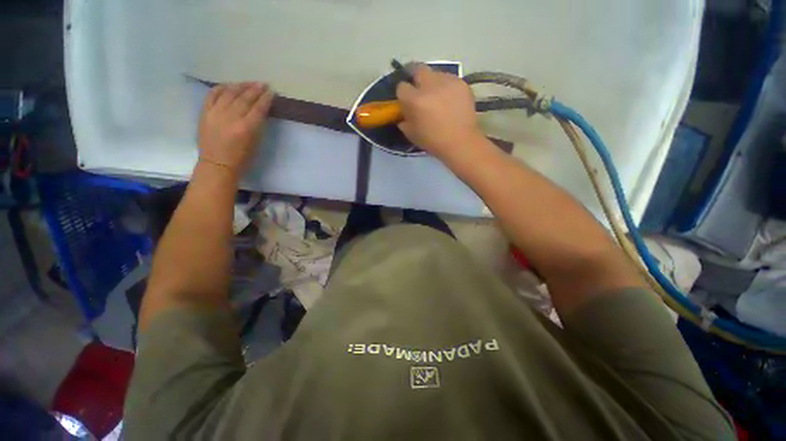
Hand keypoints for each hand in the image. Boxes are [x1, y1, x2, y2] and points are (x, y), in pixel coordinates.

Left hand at [198, 82, 273, 174]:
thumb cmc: (241, 159)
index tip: (271, 91)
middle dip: (255, 89)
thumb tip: (261, 112)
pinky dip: (221, 88)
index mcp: (246, 128)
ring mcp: (216, 113)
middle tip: (262, 84)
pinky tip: (228, 85)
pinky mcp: (205, 113)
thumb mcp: (255, 144)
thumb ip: (257, 126)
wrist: (217, 164)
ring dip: (240, 86)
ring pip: (229, 93)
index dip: (265, 99)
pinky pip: (212, 95)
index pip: (258, 108)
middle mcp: (231, 118)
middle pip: (244, 98)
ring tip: (248, 83)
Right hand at [396, 65, 484, 160]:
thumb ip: (404, 120)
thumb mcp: (411, 134)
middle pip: (418, 69)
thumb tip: (403, 113)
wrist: (461, 143)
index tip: (406, 101)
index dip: (403, 94)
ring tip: (437, 96)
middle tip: (420, 91)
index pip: (401, 86)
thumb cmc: (433, 142)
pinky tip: (450, 99)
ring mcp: (447, 82)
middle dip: (416, 78)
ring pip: (435, 73)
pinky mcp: (461, 83)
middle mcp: (430, 85)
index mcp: (415, 100)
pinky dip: (446, 87)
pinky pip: (449, 79)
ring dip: (433, 82)